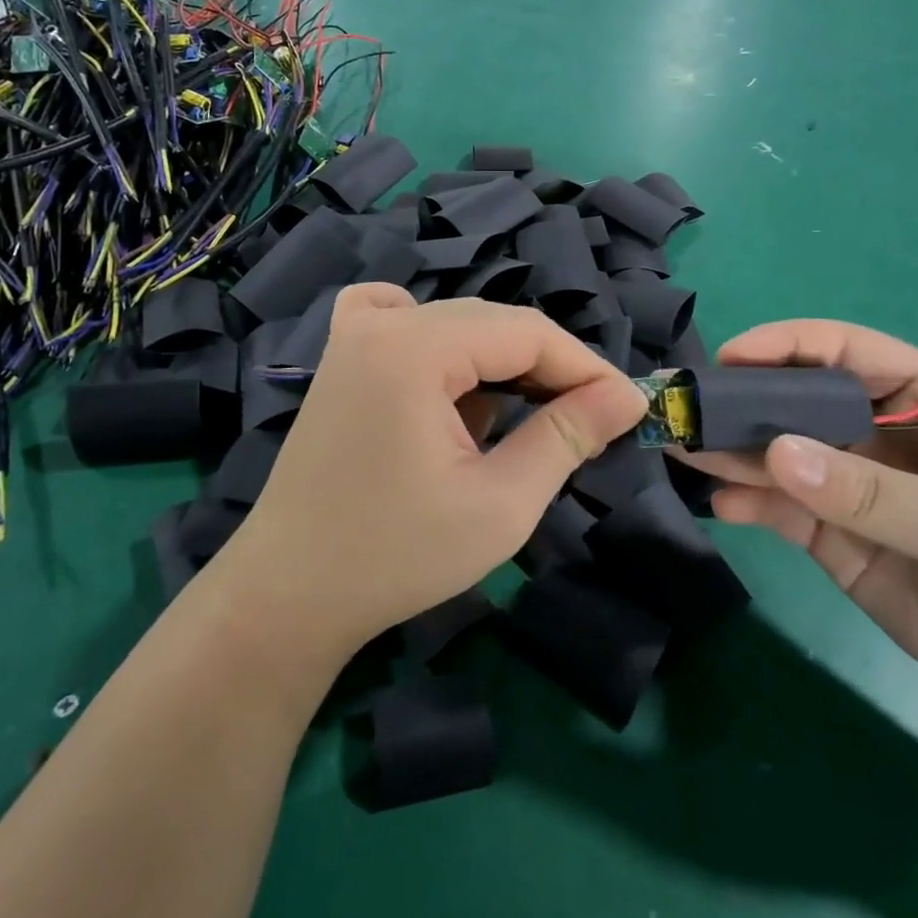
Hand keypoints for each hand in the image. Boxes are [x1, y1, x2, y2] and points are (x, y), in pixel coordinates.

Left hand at [229, 285, 647, 659]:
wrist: (289, 594)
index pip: (527, 332)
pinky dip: (443, 345)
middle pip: (493, 324)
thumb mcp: (500, 503)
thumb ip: (567, 437)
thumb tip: (626, 397)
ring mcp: (354, 336)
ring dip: (502, 366)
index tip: (628, 408)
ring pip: (457, 327)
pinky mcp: (344, 360)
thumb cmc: (396, 556)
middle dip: (549, 369)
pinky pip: (404, 323)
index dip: (586, 367)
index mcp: (414, 346)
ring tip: (533, 420)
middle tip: (591, 421)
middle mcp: (381, 322)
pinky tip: (451, 379)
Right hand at [685, 319, 917, 724]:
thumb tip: (775, 451)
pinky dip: (748, 502)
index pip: (846, 352)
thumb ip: (871, 493)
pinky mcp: (836, 532)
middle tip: (688, 410)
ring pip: (781, 453)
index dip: (786, 345)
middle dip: (745, 402)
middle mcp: (883, 430)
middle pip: (800, 399)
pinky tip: (723, 507)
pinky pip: (782, 506)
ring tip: (685, 451)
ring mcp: (855, 483)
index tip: (728, 359)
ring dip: (734, 451)